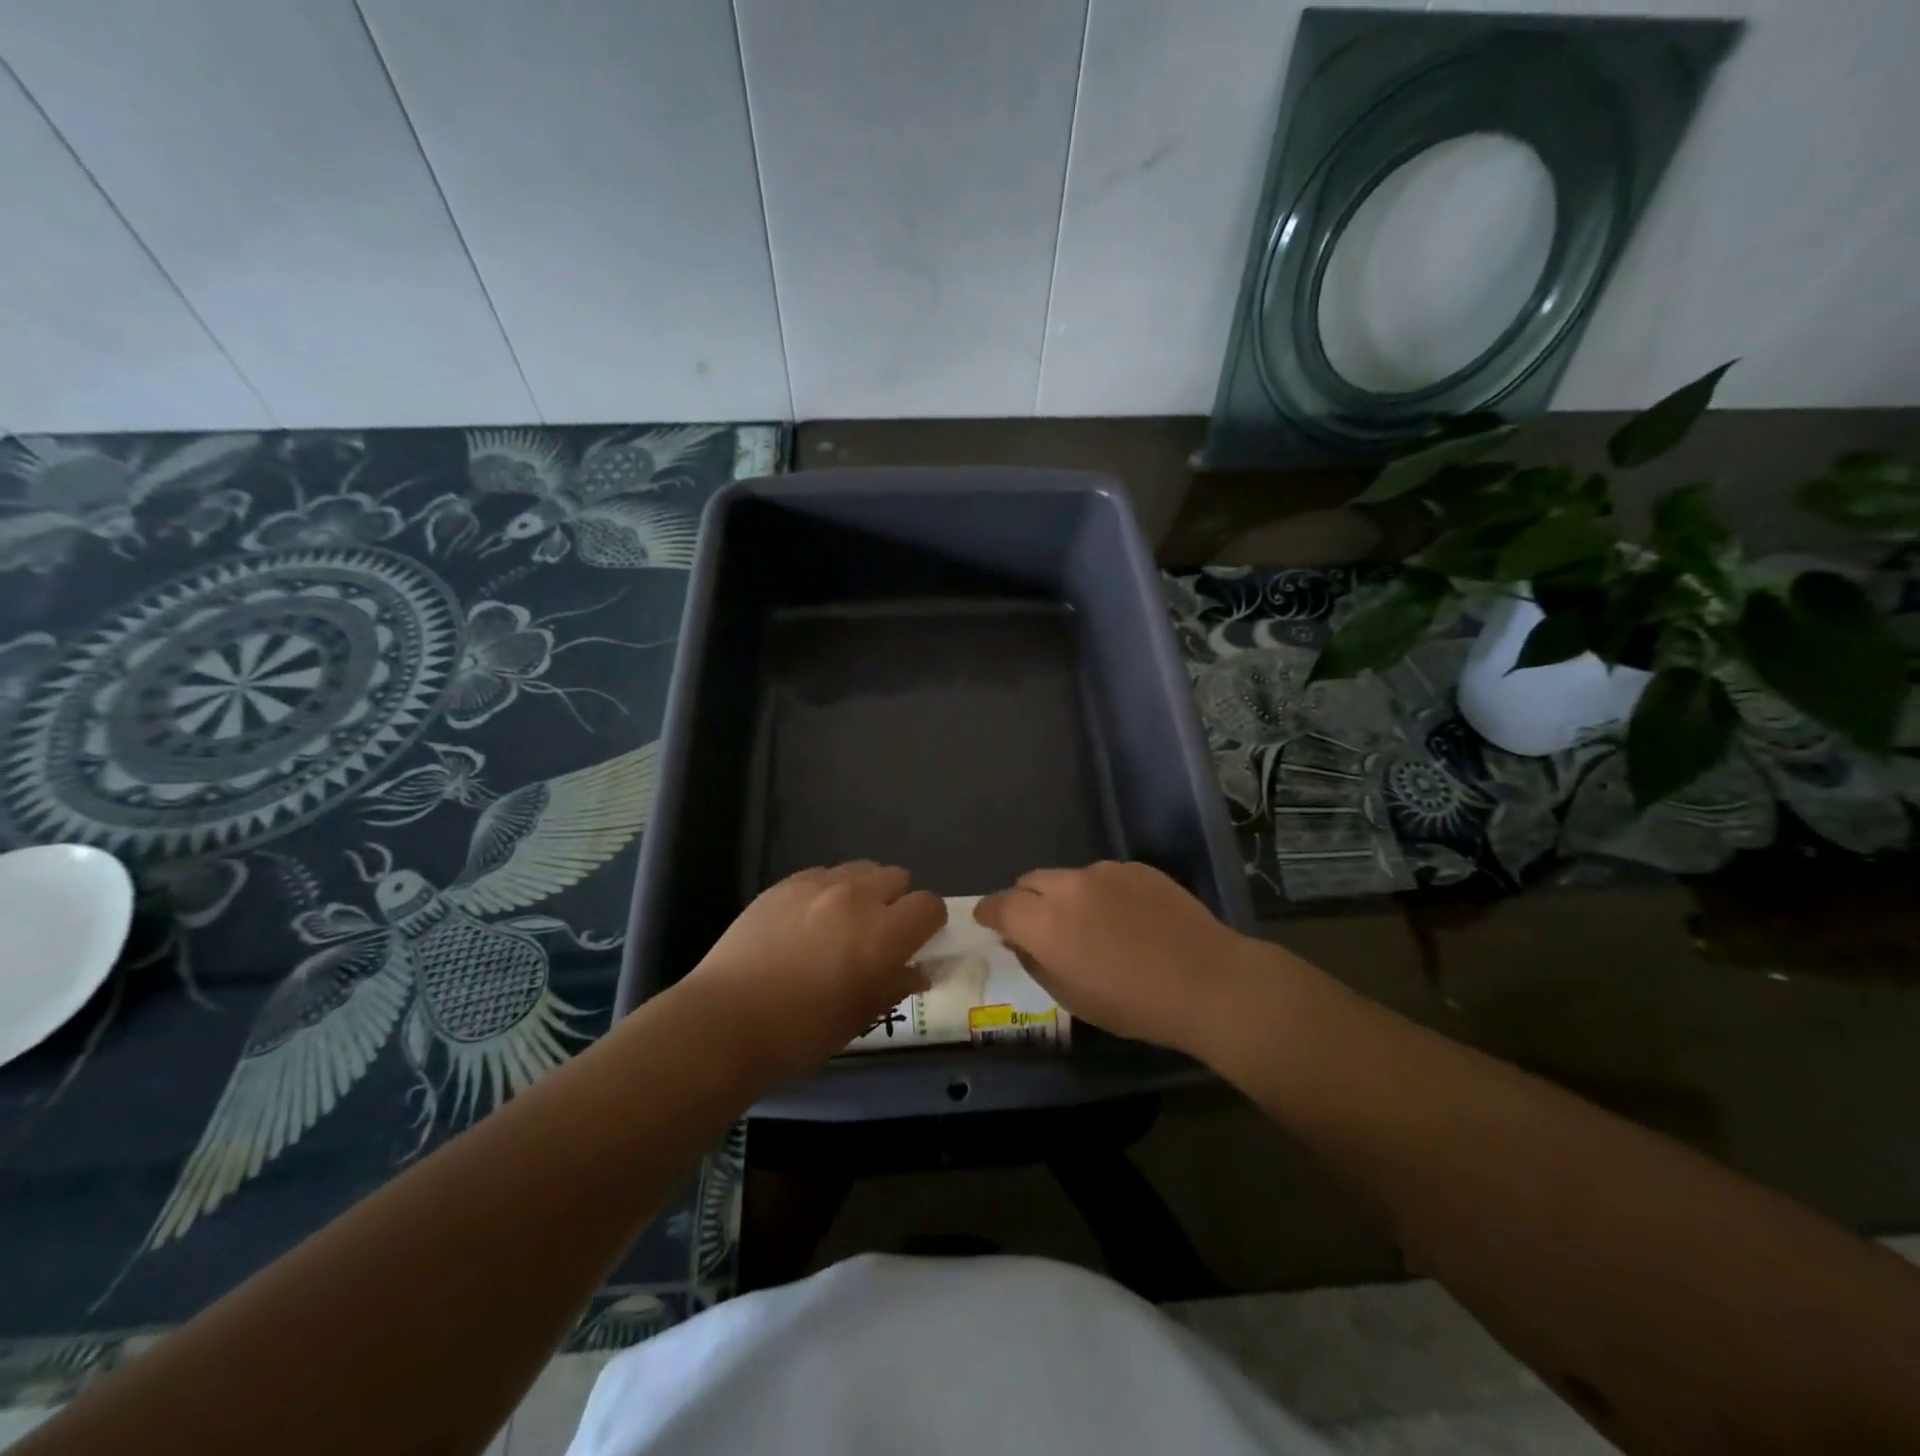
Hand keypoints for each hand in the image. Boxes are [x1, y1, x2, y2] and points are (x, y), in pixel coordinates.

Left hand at [680, 862, 945, 1085]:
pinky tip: (806, 922)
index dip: (928, 923)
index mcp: (883, 934)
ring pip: (860, 869)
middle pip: (897, 877)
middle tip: (877, 935)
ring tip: (841, 923)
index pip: (929, 905)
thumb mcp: (860, 1018)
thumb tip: (917, 971)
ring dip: (863, 891)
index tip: (916, 942)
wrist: (724, 1023)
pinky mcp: (784, 884)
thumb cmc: (800, 1034)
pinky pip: (822, 874)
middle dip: (896, 902)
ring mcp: (817, 884)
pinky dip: (826, 891)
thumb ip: (895, 985)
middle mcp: (857, 897)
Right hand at [976, 861, 1260, 1055]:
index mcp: (1044, 922)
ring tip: (1092, 924)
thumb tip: (1020, 941)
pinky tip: (1128, 918)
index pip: (999, 905)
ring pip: (1068, 877)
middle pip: (1029, 882)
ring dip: (1066, 896)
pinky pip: (1104, 876)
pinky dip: (1101, 892)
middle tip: (1040, 927)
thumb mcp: (1071, 997)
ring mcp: (1104, 871)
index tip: (988, 922)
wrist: (1206, 981)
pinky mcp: (1136, 868)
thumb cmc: (1133, 1004)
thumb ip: (1035, 962)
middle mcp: (1068, 886)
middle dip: (1026, 901)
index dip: (989, 913)